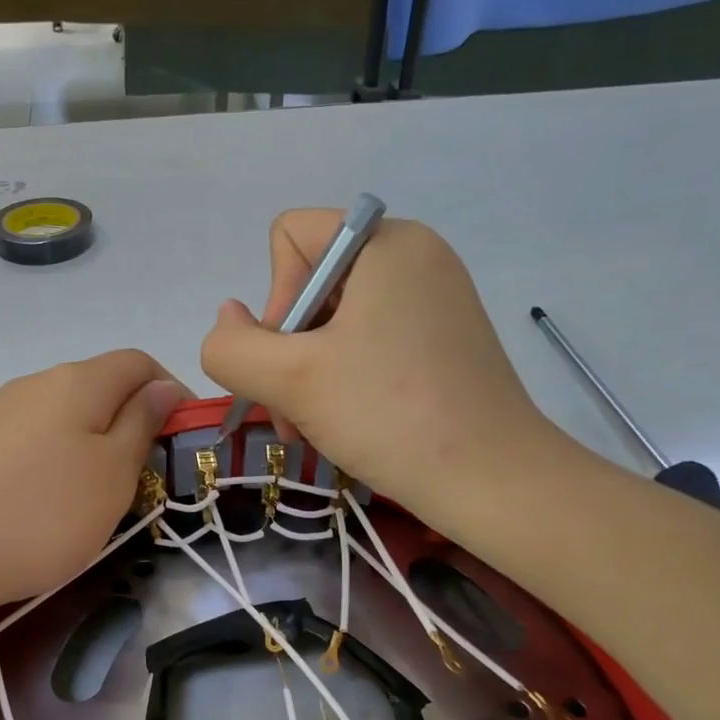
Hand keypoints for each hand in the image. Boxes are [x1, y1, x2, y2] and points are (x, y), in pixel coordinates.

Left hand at [0, 351, 186, 615]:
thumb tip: (161, 388)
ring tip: (92, 498)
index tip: (184, 438)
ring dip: (90, 445)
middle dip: (131, 423)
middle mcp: (33, 384)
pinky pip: (26, 442)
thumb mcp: (111, 474)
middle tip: (142, 477)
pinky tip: (39, 505)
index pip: (139, 362)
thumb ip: (141, 425)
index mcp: (77, 382)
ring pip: (61, 417)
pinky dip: (51, 463)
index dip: (171, 392)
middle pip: (98, 387)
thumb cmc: (41, 514)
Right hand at [200, 210, 561, 530]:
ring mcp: (433, 301)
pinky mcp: (442, 341)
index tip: (293, 357)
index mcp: (387, 243)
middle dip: (287, 351)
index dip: (274, 299)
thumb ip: (232, 346)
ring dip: (308, 375)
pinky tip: (347, 423)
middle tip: (293, 410)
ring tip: (315, 425)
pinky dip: (342, 381)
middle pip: (310, 285)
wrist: (491, 481)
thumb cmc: (389, 415)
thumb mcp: (289, 380)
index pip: (291, 237)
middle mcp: (415, 257)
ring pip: (333, 322)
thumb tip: (227, 319)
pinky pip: (367, 343)